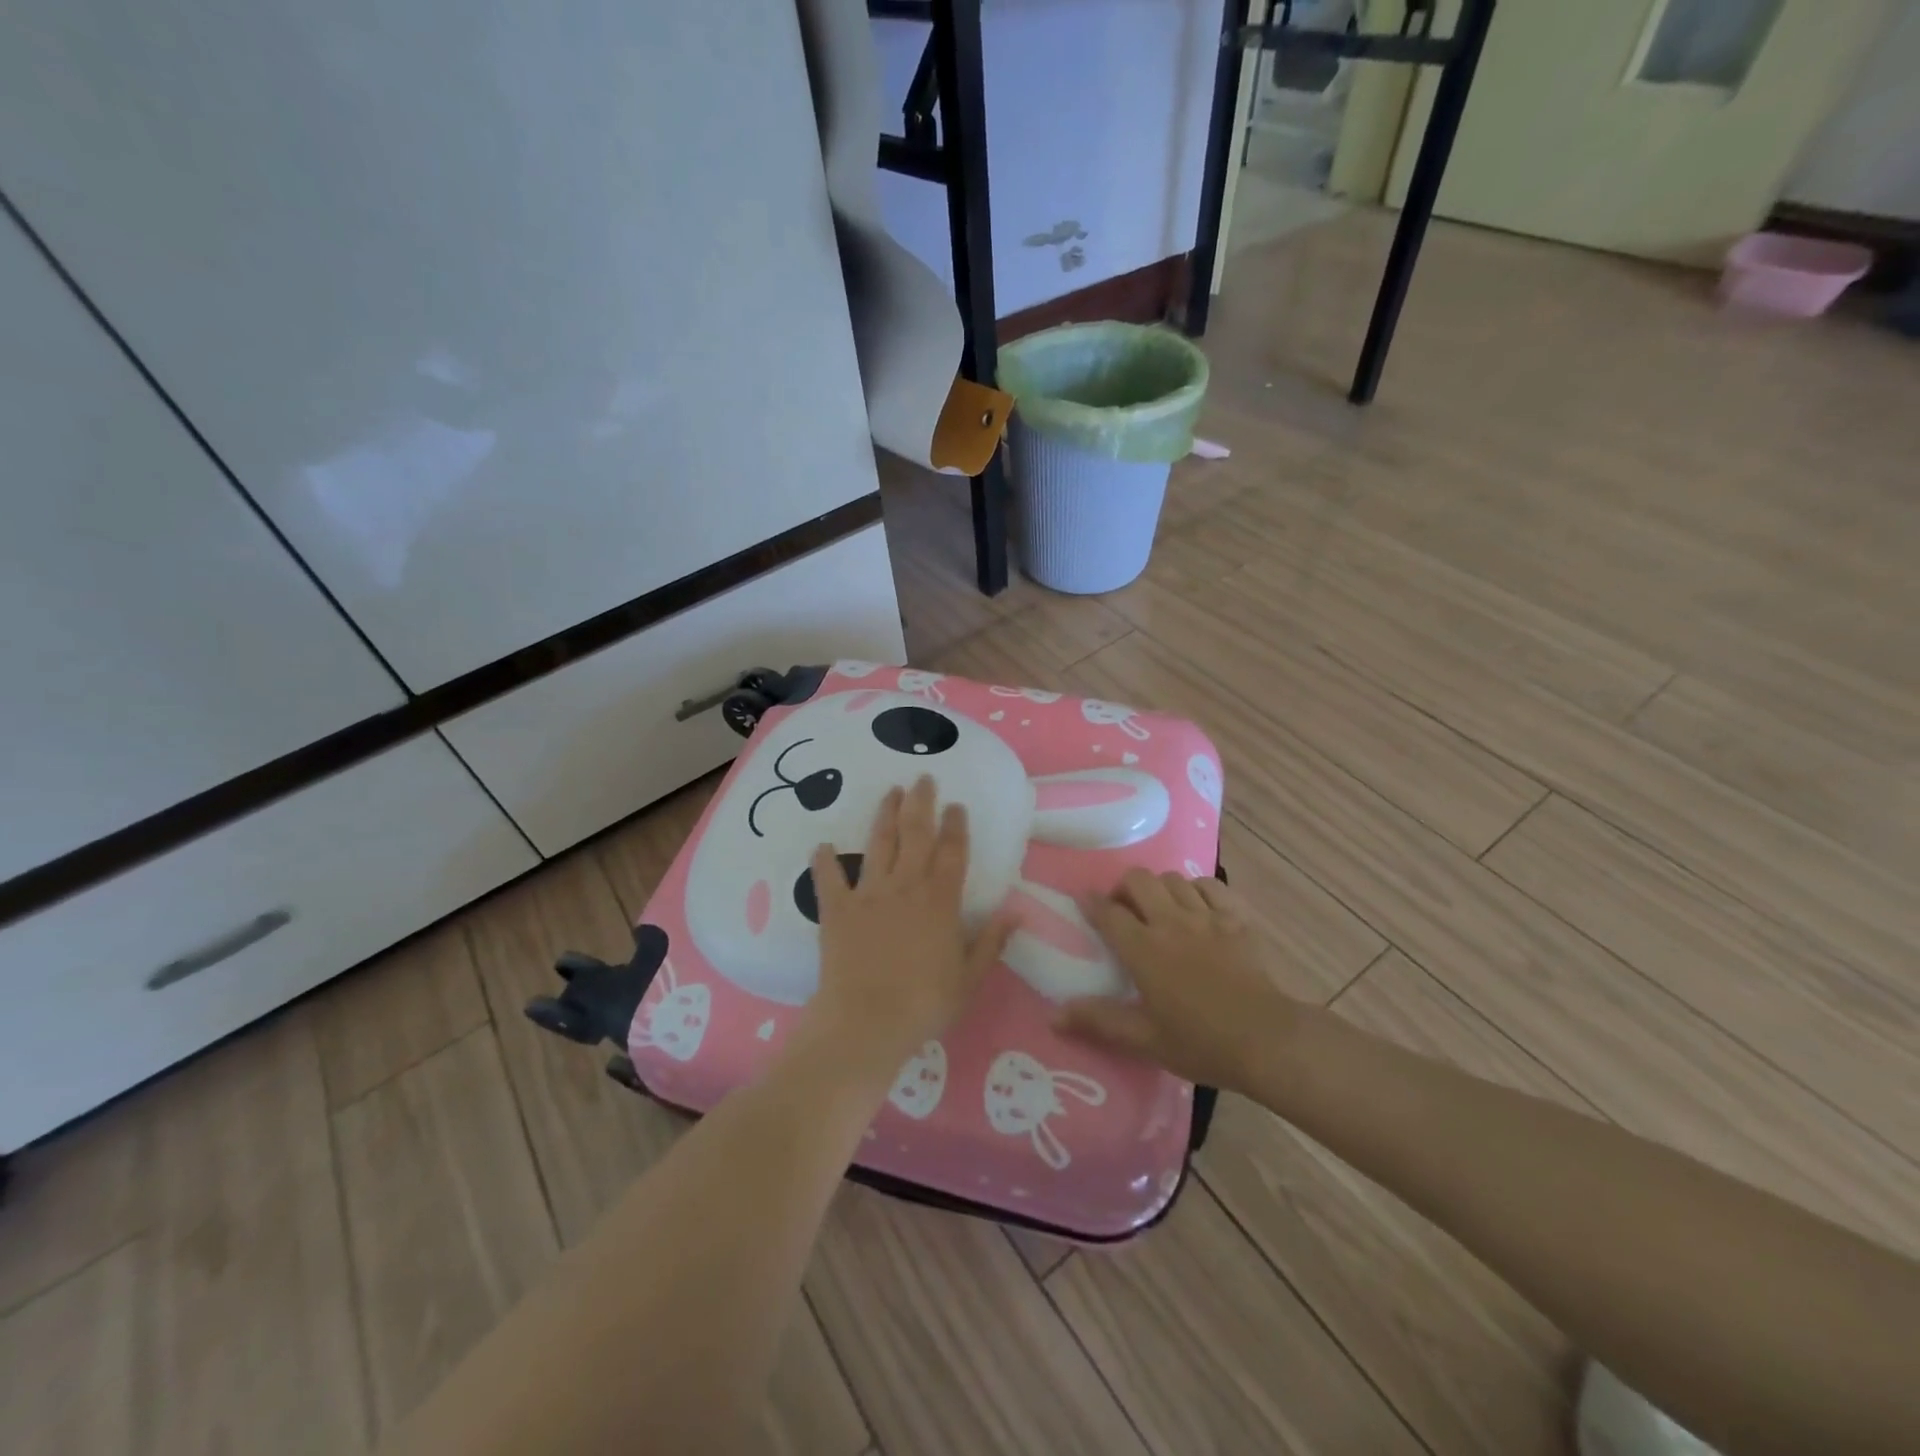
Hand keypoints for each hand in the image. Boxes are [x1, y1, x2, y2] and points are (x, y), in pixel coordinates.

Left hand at [801, 777, 1013, 1077]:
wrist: (866, 1022)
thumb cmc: (924, 1004)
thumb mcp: (969, 978)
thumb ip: (991, 941)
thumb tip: (1016, 911)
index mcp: (940, 900)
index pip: (953, 852)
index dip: (956, 826)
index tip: (957, 805)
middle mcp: (906, 886)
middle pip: (916, 834)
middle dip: (921, 803)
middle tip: (923, 778)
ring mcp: (869, 894)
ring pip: (878, 844)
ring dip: (885, 815)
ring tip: (890, 792)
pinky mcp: (837, 909)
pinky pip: (828, 879)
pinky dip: (824, 862)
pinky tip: (821, 846)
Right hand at [1055, 869, 1304, 1092]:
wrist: (1268, 1040)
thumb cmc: (1202, 1043)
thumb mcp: (1145, 1040)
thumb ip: (1099, 1022)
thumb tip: (1052, 1016)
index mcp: (1144, 949)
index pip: (1108, 913)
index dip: (1092, 903)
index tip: (1084, 902)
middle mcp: (1171, 922)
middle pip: (1138, 880)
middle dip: (1124, 888)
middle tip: (1124, 909)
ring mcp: (1207, 916)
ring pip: (1173, 879)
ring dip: (1159, 888)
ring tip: (1159, 908)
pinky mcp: (1237, 918)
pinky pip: (1210, 885)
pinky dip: (1197, 888)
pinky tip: (1196, 905)